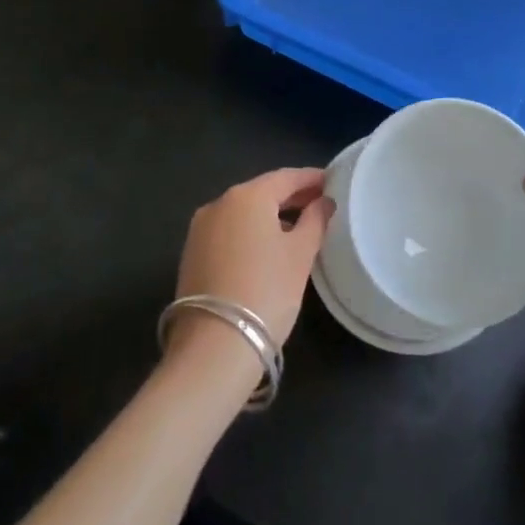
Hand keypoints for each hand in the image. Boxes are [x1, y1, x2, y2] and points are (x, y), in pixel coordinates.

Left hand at [168, 168, 333, 375]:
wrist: (214, 348)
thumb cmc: (267, 291)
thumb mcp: (301, 255)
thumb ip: (315, 221)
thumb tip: (323, 202)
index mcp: (247, 195)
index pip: (286, 177)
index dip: (311, 178)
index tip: (332, 182)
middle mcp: (219, 203)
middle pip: (262, 192)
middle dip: (291, 196)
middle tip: (319, 204)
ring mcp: (200, 229)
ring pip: (244, 212)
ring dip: (270, 215)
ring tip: (298, 227)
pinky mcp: (192, 254)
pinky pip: (229, 231)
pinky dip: (250, 232)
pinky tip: (268, 247)